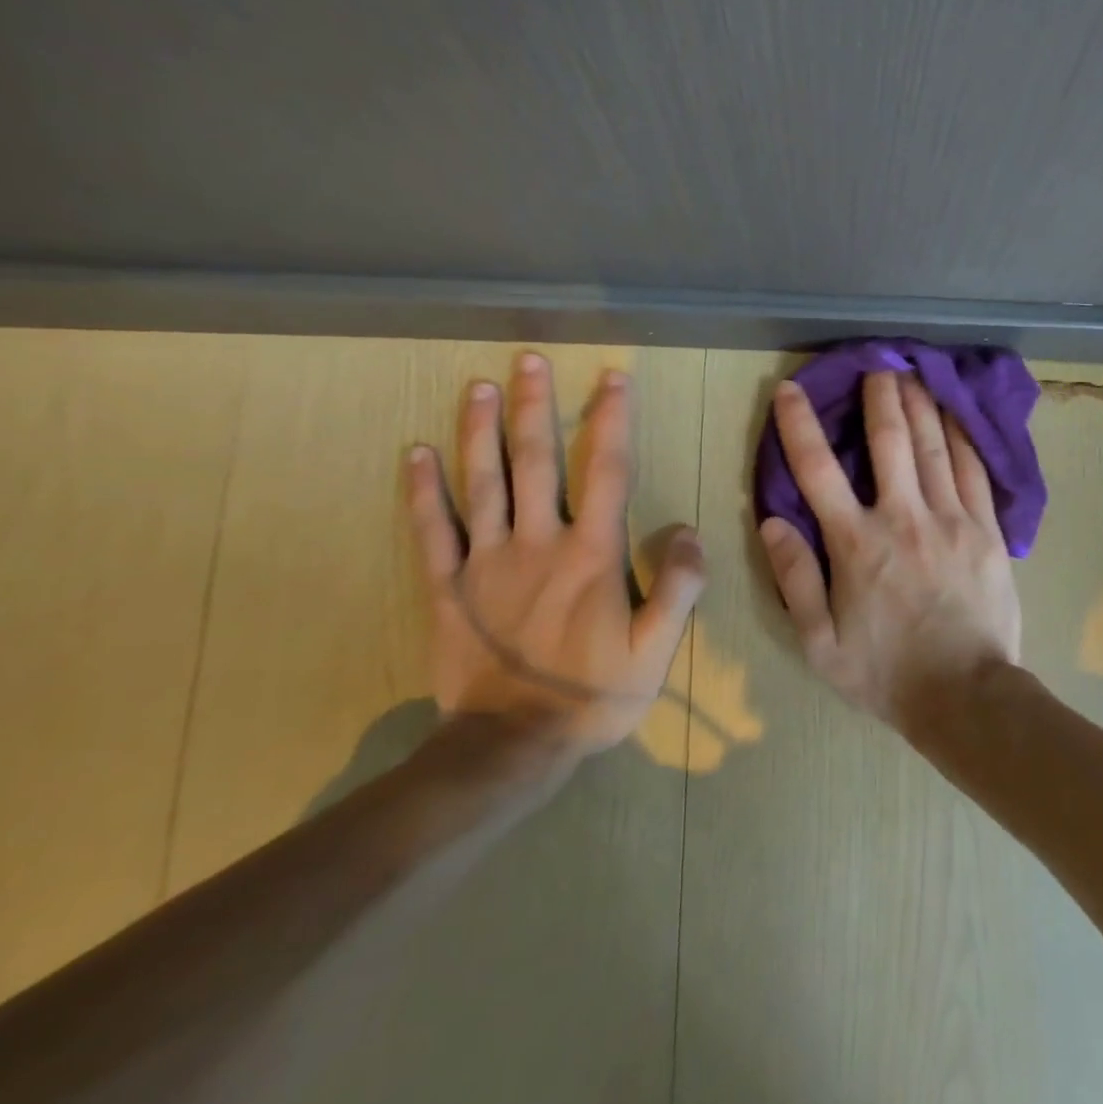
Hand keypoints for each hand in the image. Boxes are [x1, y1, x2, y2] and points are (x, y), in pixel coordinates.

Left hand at [404, 353, 704, 758]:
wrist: (512, 744)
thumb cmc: (594, 695)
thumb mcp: (657, 649)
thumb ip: (679, 586)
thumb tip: (687, 528)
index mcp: (593, 554)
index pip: (607, 471)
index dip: (612, 420)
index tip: (613, 378)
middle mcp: (538, 542)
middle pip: (538, 461)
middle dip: (536, 406)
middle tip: (529, 359)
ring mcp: (486, 561)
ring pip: (482, 482)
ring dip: (479, 430)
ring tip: (478, 386)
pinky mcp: (447, 586)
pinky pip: (431, 529)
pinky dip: (422, 490)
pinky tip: (415, 453)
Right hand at [759, 371, 1021, 727]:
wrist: (966, 696)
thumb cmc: (886, 674)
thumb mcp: (820, 642)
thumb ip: (795, 578)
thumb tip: (772, 522)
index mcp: (856, 544)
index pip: (817, 471)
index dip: (799, 425)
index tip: (791, 391)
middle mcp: (903, 518)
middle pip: (889, 441)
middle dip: (880, 397)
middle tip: (877, 364)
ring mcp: (951, 520)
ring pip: (934, 447)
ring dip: (921, 405)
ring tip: (914, 373)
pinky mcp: (987, 530)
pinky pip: (975, 472)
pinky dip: (963, 438)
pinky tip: (957, 417)